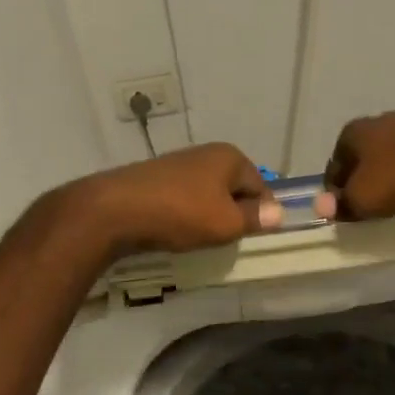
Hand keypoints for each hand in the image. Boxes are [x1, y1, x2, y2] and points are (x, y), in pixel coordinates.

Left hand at [68, 143, 281, 256]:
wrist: (115, 210)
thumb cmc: (181, 213)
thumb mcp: (226, 223)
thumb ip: (255, 218)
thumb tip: (278, 213)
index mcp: (230, 157)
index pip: (261, 186)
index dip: (262, 214)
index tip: (255, 239)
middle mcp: (206, 153)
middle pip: (234, 189)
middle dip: (234, 214)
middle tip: (228, 241)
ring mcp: (179, 163)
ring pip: (208, 195)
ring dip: (208, 216)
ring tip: (200, 239)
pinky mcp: (156, 178)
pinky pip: (183, 198)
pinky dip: (185, 214)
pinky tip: (176, 231)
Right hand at [314, 108, 394, 220]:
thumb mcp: (366, 198)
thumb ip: (342, 205)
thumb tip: (321, 207)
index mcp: (350, 134)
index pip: (332, 172)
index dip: (337, 198)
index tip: (350, 219)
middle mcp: (373, 123)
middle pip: (360, 165)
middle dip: (364, 188)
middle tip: (375, 214)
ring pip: (387, 162)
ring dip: (390, 182)